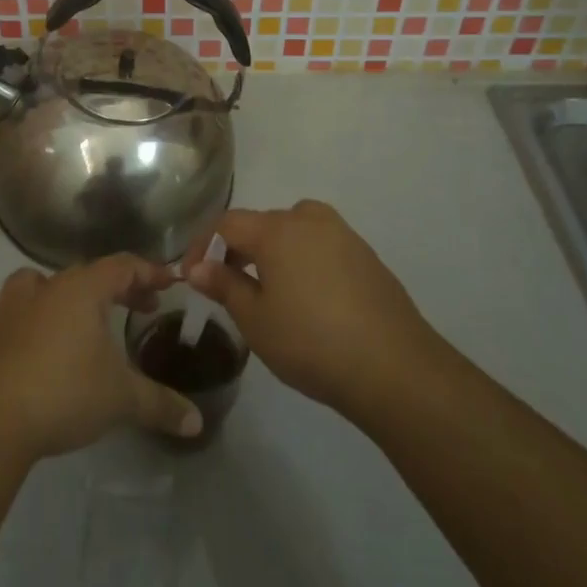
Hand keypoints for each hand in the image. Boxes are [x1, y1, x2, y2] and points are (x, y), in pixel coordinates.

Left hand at [0, 256, 202, 459]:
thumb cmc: (65, 393)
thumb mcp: (122, 400)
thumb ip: (160, 405)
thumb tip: (197, 422)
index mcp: (82, 290)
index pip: (123, 266)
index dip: (148, 273)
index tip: (169, 283)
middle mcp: (44, 288)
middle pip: (83, 275)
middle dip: (112, 288)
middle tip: (134, 308)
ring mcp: (6, 309)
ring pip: (31, 284)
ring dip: (51, 295)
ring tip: (66, 318)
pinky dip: (5, 322)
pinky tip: (12, 338)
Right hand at [185, 201, 440, 417]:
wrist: (395, 367)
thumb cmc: (311, 342)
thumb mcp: (256, 320)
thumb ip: (224, 286)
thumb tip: (198, 267)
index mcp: (277, 229)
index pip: (226, 224)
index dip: (202, 246)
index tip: (190, 275)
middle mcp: (309, 219)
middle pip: (262, 224)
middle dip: (237, 249)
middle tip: (225, 284)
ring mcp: (342, 234)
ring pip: (294, 232)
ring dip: (272, 252)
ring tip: (266, 290)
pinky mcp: (366, 255)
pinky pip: (320, 246)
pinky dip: (303, 261)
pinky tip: (307, 298)